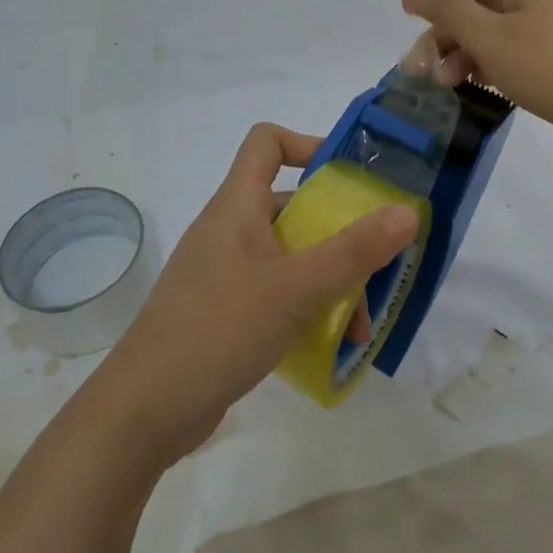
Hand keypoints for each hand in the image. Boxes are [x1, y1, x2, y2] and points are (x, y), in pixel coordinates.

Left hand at [93, 124, 417, 464]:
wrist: (145, 409)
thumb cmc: (219, 329)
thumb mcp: (296, 288)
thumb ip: (354, 251)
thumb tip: (406, 211)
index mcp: (237, 205)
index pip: (267, 142)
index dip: (308, 144)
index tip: (350, 177)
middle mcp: (230, 229)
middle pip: (290, 205)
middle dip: (338, 230)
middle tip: (378, 262)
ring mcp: (225, 272)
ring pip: (289, 255)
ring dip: (329, 279)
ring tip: (360, 325)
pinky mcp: (224, 310)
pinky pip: (276, 291)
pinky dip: (306, 306)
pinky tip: (332, 344)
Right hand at [391, 0, 552, 170]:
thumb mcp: (491, 38)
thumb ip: (442, 6)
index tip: (411, 35)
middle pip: (479, 4)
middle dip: (447, 34)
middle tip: (427, 75)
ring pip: (500, 31)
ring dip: (469, 54)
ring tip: (453, 88)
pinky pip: (523, 52)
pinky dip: (498, 67)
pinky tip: (491, 91)